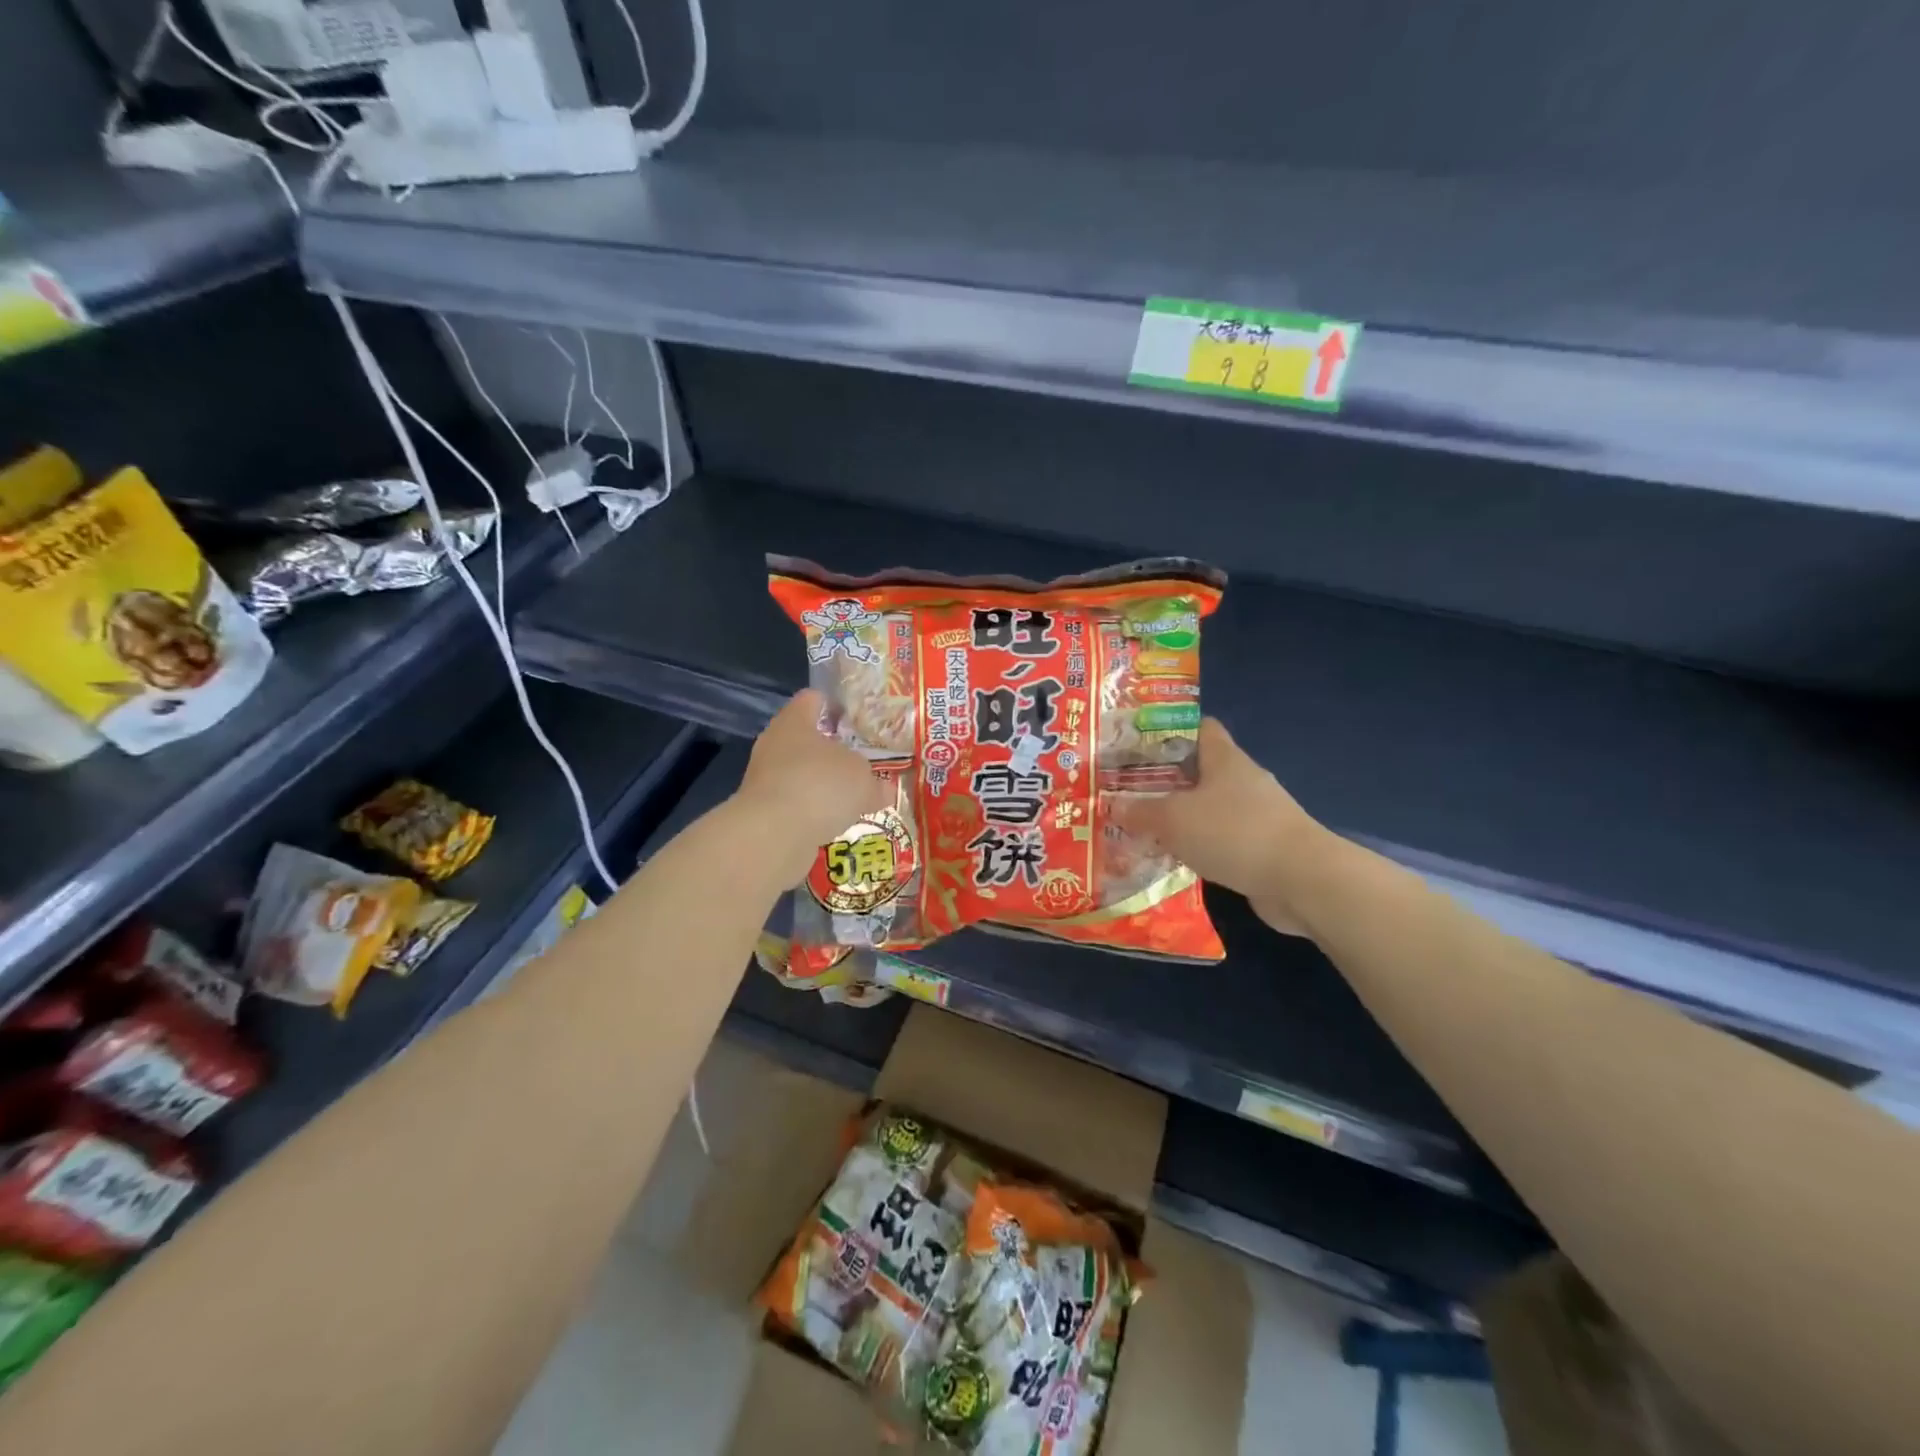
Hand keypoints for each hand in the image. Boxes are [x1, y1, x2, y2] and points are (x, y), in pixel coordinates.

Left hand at [734, 690, 892, 884]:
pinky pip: (796, 805)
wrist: (773, 835)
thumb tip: (884, 789)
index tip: (857, 719)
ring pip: (801, 774)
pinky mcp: (764, 812)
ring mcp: (765, 779)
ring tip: (853, 798)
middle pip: (806, 740)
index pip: (812, 699)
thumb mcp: (863, 778)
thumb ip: (874, 781)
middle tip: (863, 762)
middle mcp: (774, 744)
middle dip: (833, 752)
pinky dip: (814, 812)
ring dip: (823, 785)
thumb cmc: (820, 785)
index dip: (835, 706)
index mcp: (795, 721)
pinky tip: (836, 823)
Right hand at [1113, 718, 1326, 936]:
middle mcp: (1242, 780)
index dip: (1168, 730)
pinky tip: (1173, 859)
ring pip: (1208, 808)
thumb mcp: (1173, 818)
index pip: (1199, 727)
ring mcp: (1256, 815)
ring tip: (1142, 827)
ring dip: (1181, 818)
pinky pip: (1220, 839)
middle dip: (1165, 780)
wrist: (1300, 880)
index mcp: (1224, 758)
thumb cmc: (1233, 832)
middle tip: (1127, 791)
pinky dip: (1198, 846)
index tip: (1136, 743)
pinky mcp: (1261, 847)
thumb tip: (1112, 805)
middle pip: (1199, 770)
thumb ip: (1140, 811)